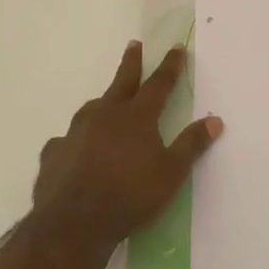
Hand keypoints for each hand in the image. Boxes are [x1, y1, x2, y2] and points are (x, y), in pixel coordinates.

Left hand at [32, 41, 222, 248]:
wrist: (74, 223)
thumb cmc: (131, 196)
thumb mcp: (171, 173)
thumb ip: (192, 145)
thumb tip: (215, 120)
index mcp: (137, 117)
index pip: (158, 84)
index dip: (169, 66)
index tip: (175, 48)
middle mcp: (105, 115)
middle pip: (122, 82)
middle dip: (131, 63)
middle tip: (134, 44)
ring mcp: (75, 132)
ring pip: (92, 108)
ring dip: (103, 102)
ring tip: (106, 103)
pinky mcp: (54, 153)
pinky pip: (67, 140)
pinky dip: (76, 140)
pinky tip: (75, 150)